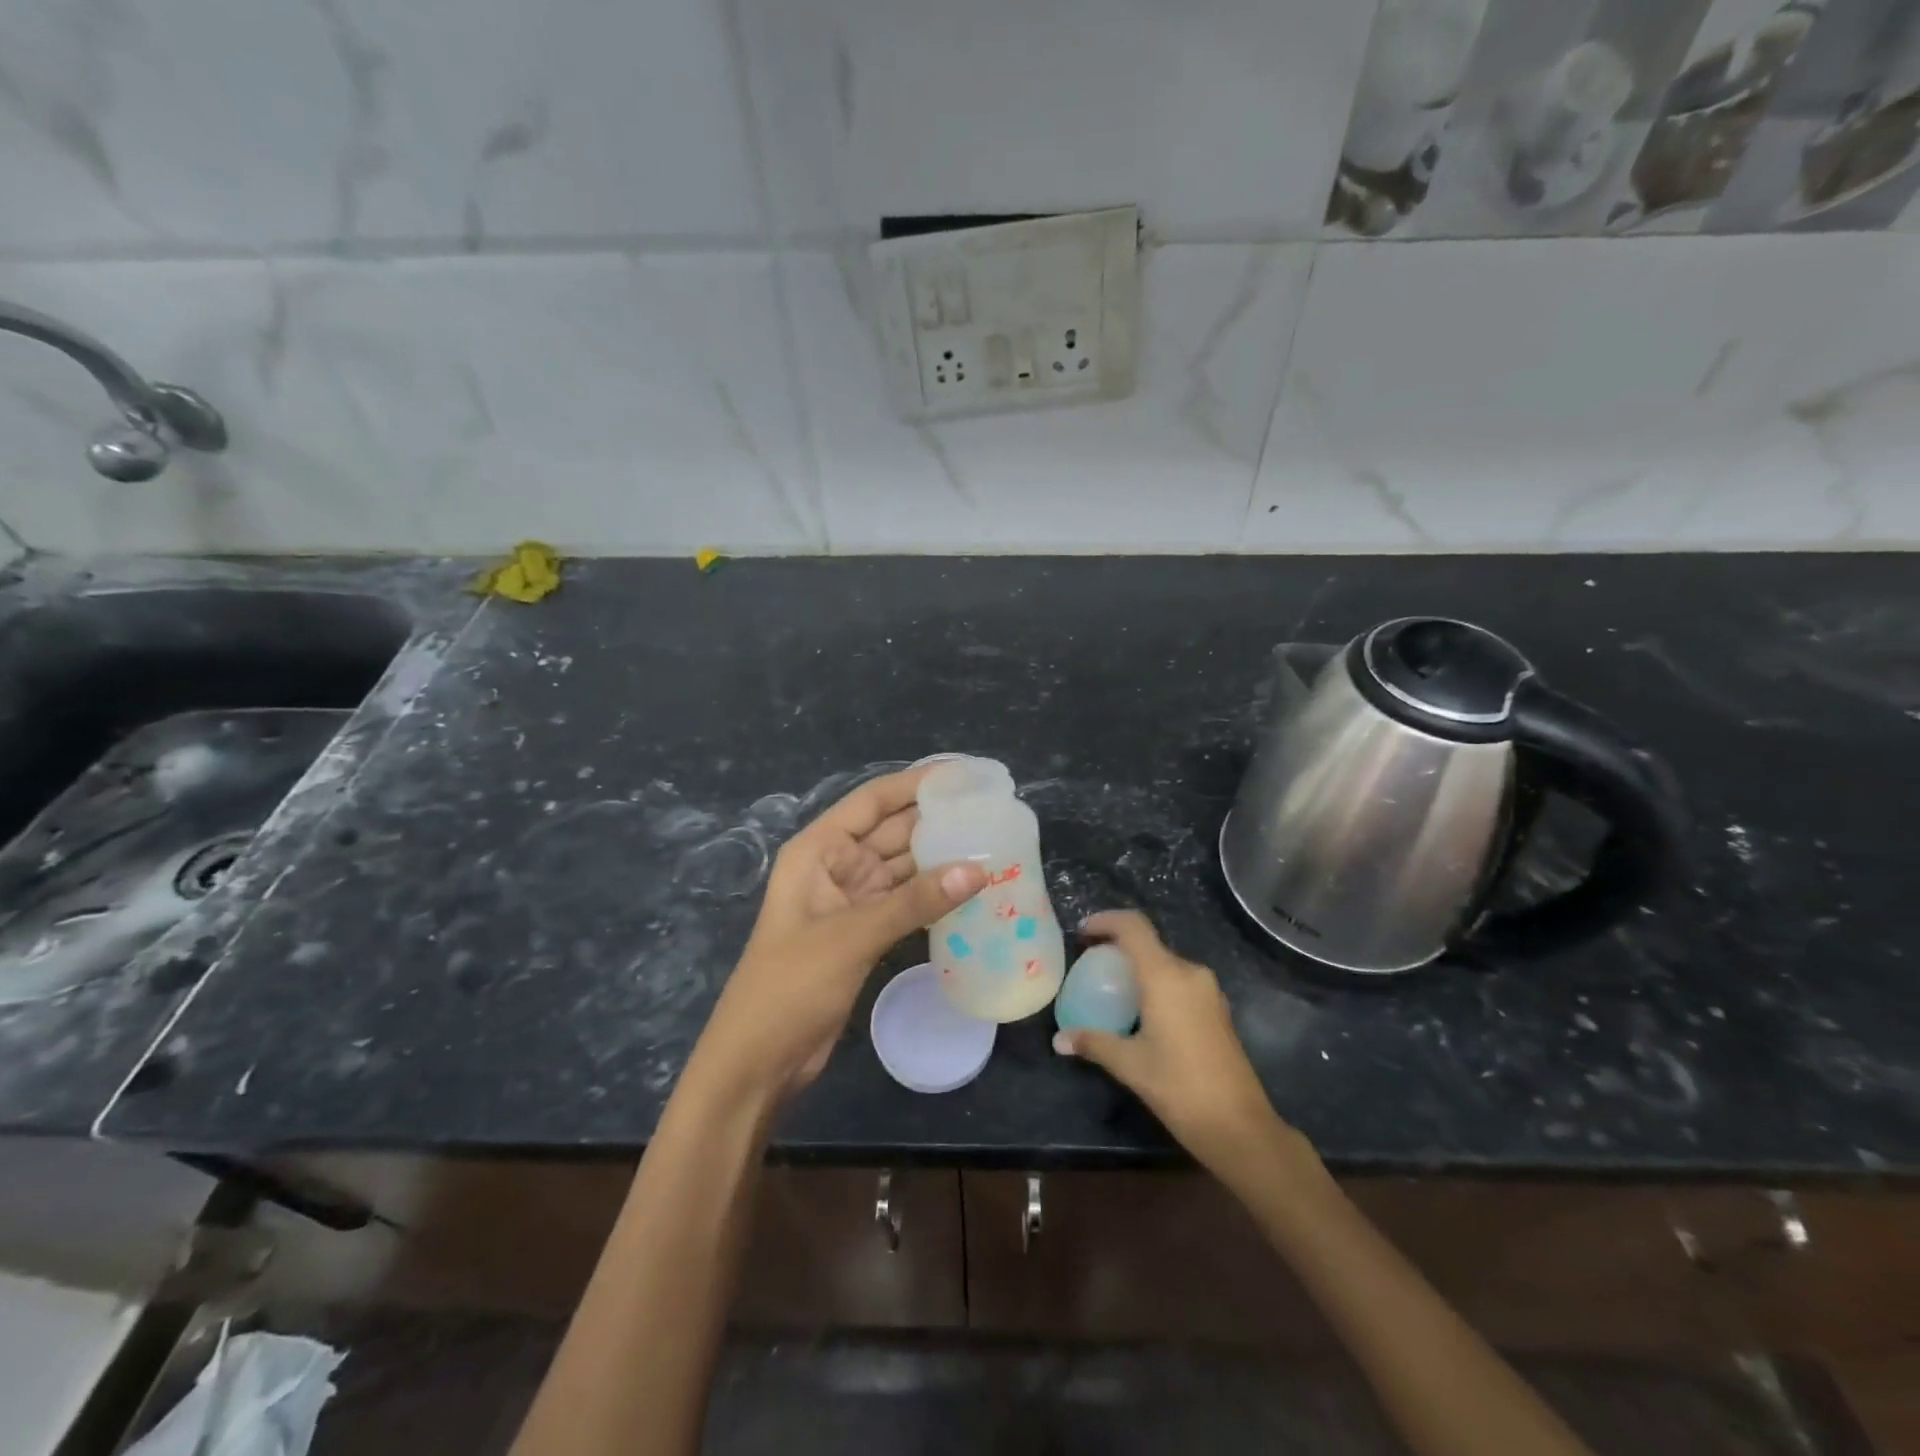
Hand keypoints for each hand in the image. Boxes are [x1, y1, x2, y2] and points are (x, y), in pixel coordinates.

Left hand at [683, 765, 986, 1107]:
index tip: (962, 775)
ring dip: (939, 859)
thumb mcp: (853, 936)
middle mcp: (834, 866)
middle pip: (891, 831)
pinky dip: (932, 896)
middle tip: (990, 810)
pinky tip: (969, 890)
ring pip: (902, 868)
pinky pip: (904, 902)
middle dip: (935, 820)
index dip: (915, 783)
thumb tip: (979, 869)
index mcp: (818, 850)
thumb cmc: (791, 985)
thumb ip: (915, 901)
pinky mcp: (863, 933)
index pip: (872, 802)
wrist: (759, 1060)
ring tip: (991, 844)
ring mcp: (850, 901)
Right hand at [1053, 911, 1288, 1171]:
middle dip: (1118, 947)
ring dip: (1139, 967)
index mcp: (1165, 976)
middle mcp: (1189, 973)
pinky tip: (1143, 1012)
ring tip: (1113, 988)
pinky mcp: (1218, 1009)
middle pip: (1149, 943)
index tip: (1081, 932)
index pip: (1133, 927)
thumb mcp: (1130, 1064)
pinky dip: (1157, 984)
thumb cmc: (1180, 1088)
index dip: (1105, 921)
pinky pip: (1180, 982)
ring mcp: (1208, 991)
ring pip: (1166, 963)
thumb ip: (1093, 1043)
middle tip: (1091, 964)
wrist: (1240, 1127)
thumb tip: (1059, 1040)